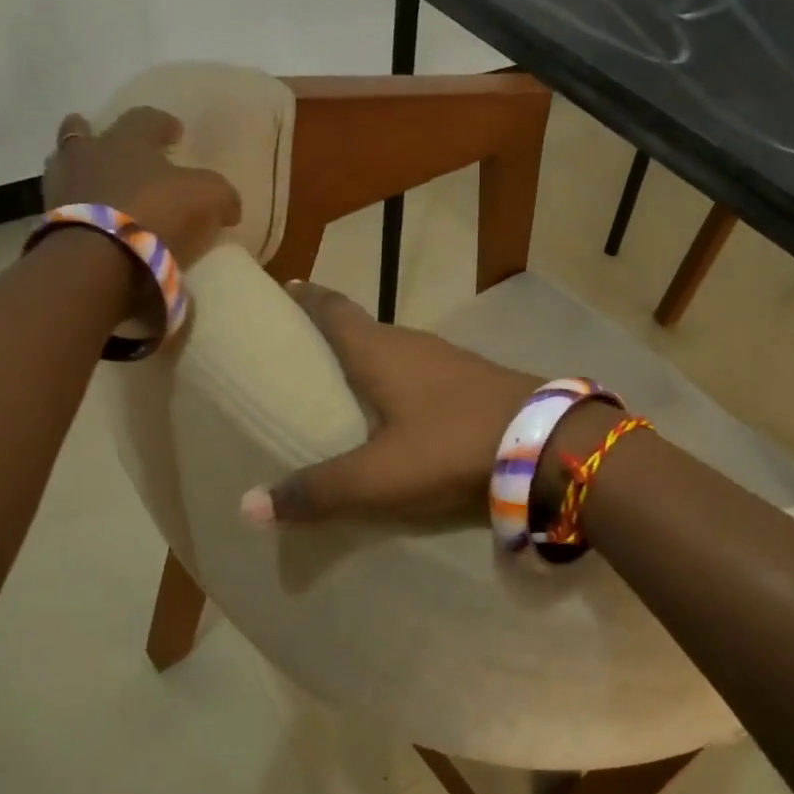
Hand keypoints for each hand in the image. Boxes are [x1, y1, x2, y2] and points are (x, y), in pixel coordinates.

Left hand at [45, 109, 239, 266]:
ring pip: (66, 167)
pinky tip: (93, 221)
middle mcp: (88, 154)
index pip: (145, 118)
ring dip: (81, 172)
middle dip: (97, 135)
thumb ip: (221, 194)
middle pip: (83, 133)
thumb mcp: (207, 197)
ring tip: (98, 186)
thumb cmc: (155, 213)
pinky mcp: (49, 223)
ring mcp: (62, 188)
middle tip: (113, 147)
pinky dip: (78, 209)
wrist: (98, 259)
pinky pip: (64, 207)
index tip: (175, 131)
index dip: (162, 123)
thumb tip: (228, 206)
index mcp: (127, 139)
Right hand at [241, 281, 539, 524]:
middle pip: (362, 328)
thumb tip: (247, 506)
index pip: (331, 309)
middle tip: (300, 350)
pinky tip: (400, 409)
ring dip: (369, 358)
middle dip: (331, 332)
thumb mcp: (378, 477)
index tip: (283, 287)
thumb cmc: (450, 446)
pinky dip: (400, 381)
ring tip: (344, 382)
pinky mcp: (474, 381)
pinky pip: (422, 372)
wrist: (546, 445)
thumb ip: (318, 491)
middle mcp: (412, 344)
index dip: (305, 297)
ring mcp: (449, 360)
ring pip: (396, 351)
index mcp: (379, 351)